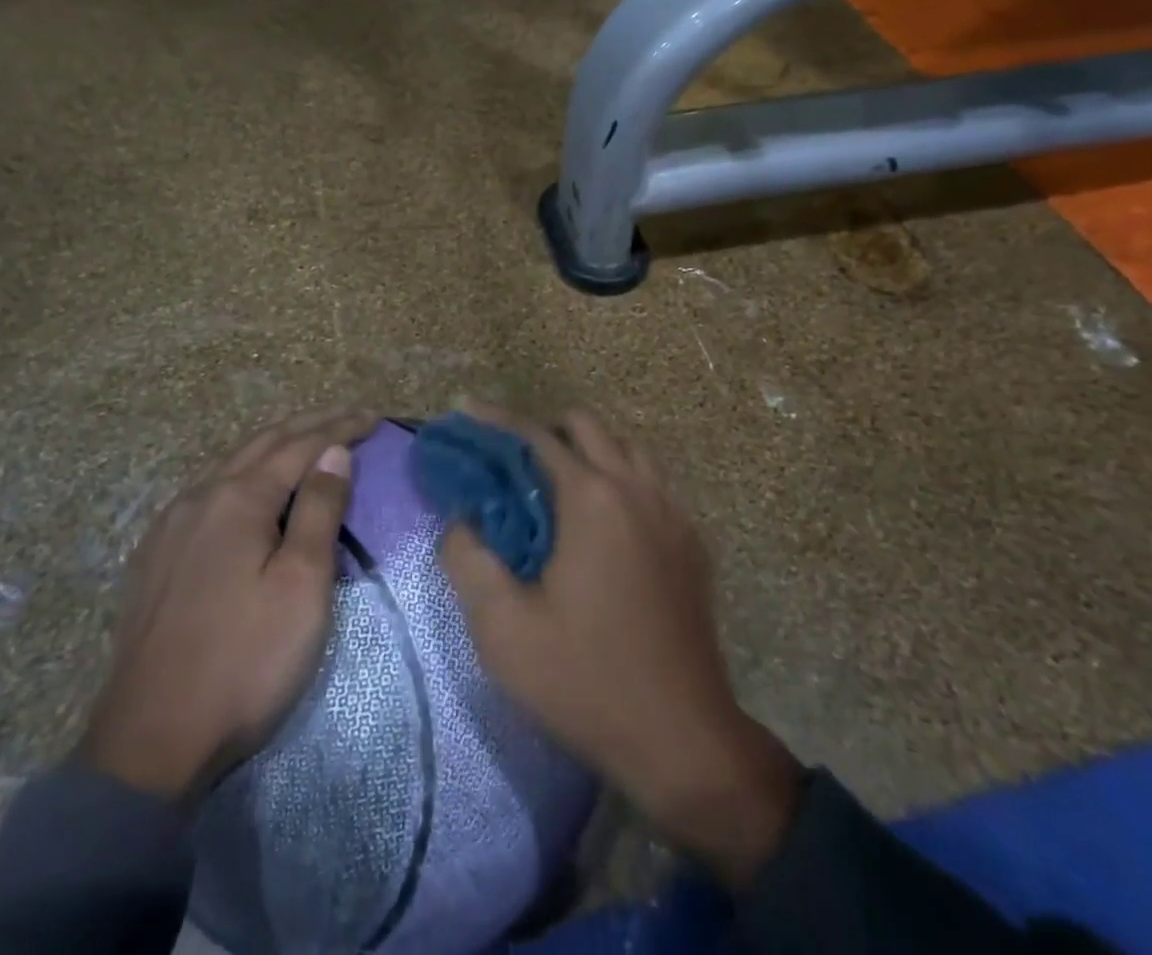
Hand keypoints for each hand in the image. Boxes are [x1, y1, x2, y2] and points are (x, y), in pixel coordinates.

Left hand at [79, 406, 377, 801]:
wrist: (149, 742)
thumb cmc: (245, 661)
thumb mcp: (301, 585)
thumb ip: (319, 510)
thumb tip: (334, 451)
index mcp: (238, 498)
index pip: (300, 445)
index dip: (339, 427)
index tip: (373, 417)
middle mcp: (199, 497)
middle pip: (262, 443)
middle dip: (309, 425)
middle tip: (348, 415)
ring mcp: (170, 525)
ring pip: (230, 463)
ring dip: (274, 444)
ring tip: (306, 440)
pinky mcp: (155, 555)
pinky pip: (207, 489)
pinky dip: (243, 471)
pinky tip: (247, 485)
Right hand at [439, 404, 803, 887]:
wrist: (682, 741)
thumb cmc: (584, 681)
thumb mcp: (502, 628)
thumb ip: (468, 558)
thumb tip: (461, 520)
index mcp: (592, 499)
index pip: (535, 436)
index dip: (495, 420)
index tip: (465, 411)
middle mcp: (636, 489)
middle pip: (586, 427)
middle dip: (543, 429)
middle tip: (509, 461)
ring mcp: (672, 513)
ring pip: (625, 449)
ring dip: (586, 451)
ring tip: (554, 487)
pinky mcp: (691, 543)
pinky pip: (650, 485)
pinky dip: (618, 480)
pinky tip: (600, 526)